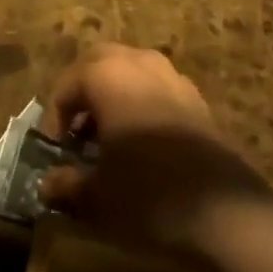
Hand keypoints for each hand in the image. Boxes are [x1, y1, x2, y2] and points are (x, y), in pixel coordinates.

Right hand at [38, 43, 271, 262]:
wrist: (224, 210)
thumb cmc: (148, 194)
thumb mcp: (98, 196)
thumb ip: (69, 184)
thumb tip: (48, 185)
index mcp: (108, 75)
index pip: (68, 83)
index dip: (54, 115)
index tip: (53, 148)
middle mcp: (138, 62)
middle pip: (99, 62)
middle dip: (83, 91)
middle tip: (75, 129)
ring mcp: (171, 75)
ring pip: (130, 69)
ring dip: (113, 92)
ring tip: (107, 135)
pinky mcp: (195, 96)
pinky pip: (156, 86)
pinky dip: (140, 101)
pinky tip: (142, 140)